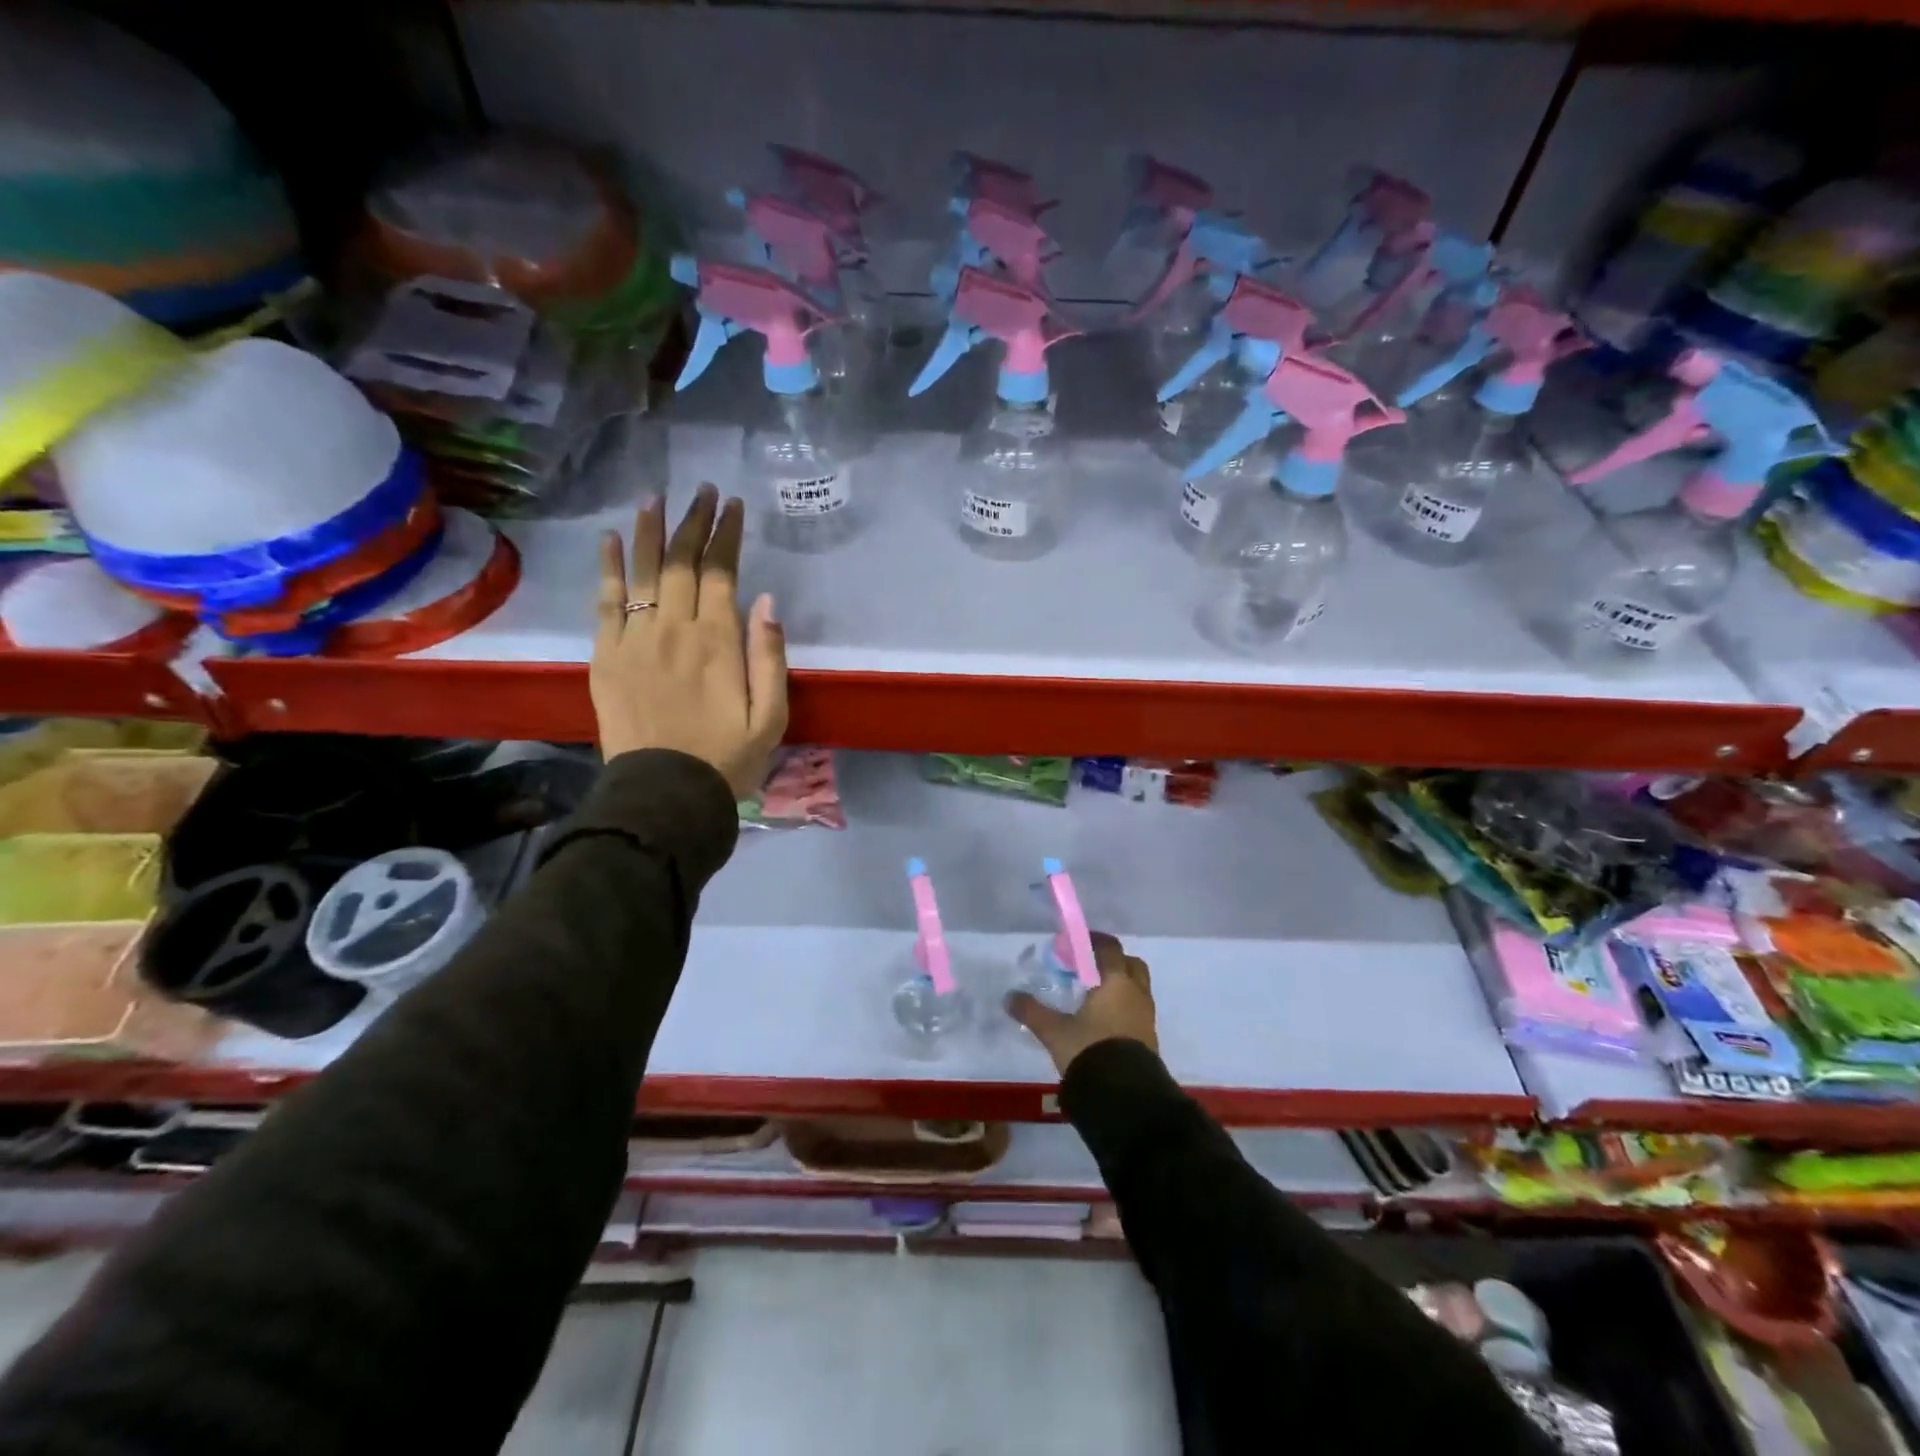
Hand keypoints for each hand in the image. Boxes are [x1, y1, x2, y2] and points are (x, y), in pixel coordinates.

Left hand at [591, 486, 787, 797]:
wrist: (664, 793)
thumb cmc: (727, 758)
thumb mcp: (771, 716)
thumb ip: (770, 658)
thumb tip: (767, 602)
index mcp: (718, 641)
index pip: (720, 572)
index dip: (726, 534)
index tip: (731, 505)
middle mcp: (674, 628)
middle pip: (681, 561)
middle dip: (693, 521)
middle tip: (701, 490)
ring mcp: (634, 639)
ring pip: (642, 571)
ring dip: (650, 531)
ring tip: (655, 497)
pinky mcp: (606, 655)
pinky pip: (605, 601)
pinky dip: (608, 568)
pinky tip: (610, 540)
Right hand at [1006, 933, 1156, 1075]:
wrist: (1125, 1097)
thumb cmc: (1090, 1051)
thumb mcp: (1055, 1032)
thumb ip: (1032, 1012)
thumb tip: (1009, 997)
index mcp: (1116, 982)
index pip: (1110, 948)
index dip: (1093, 941)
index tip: (1076, 943)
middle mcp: (1136, 993)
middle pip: (1131, 964)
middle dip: (1112, 962)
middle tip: (1089, 969)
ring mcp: (1146, 1017)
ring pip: (1137, 988)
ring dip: (1120, 986)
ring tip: (1094, 997)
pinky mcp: (1149, 1039)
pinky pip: (1138, 1011)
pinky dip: (1124, 1008)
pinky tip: (1103, 1022)